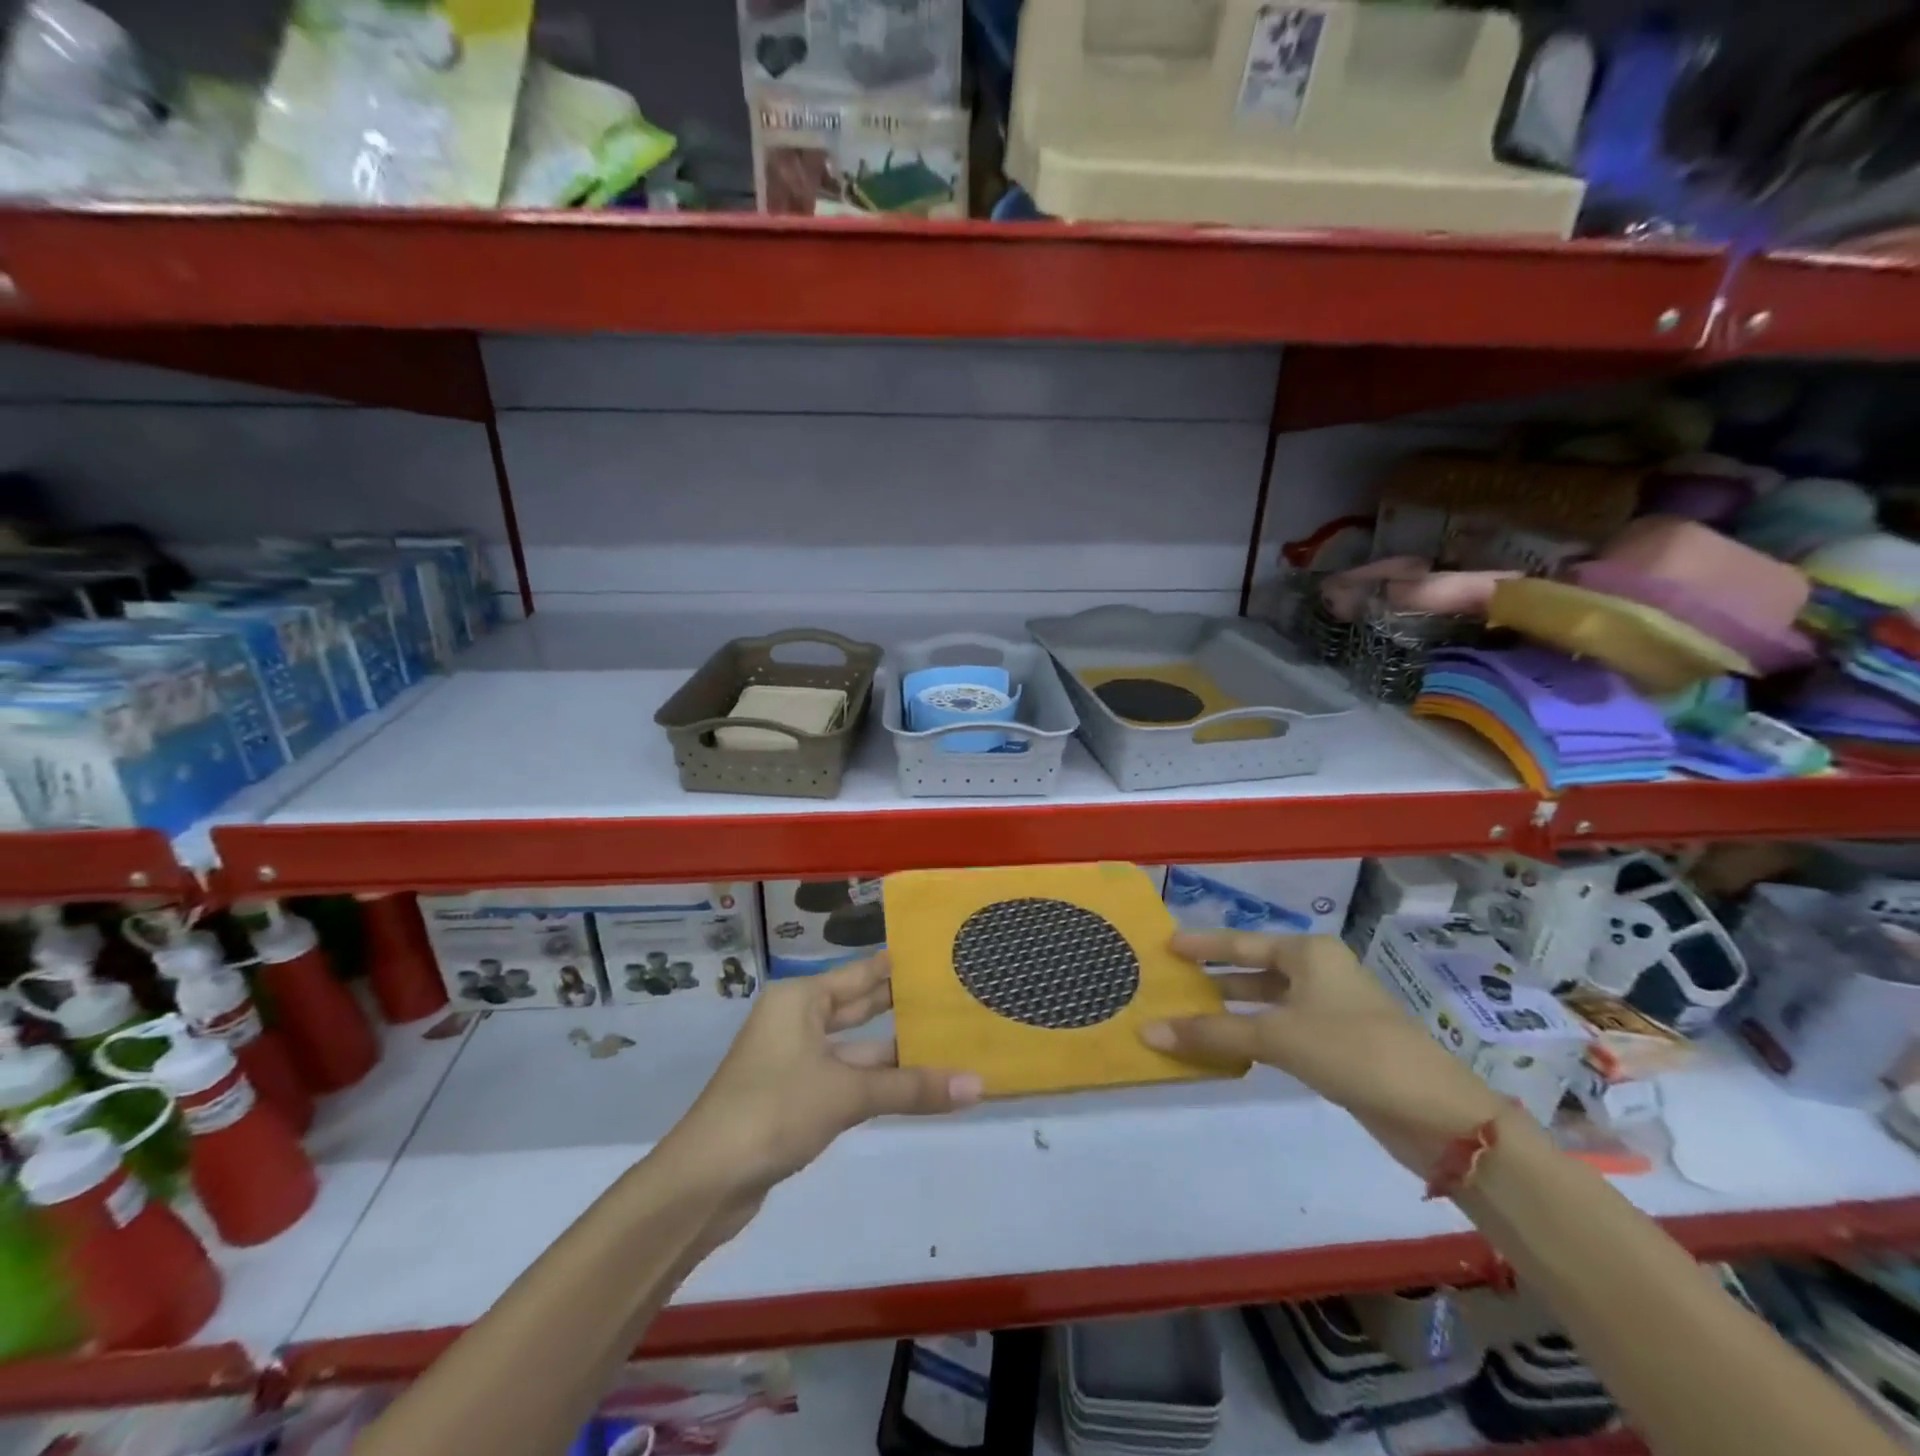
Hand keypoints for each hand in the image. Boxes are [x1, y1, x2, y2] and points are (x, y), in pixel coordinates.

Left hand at [666, 953, 982, 1201]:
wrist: (704, 1182)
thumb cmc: (773, 1111)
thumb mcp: (847, 1094)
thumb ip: (911, 1088)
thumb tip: (978, 1085)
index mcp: (801, 999)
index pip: (862, 972)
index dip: (899, 966)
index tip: (940, 956)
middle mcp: (796, 1020)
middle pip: (858, 1007)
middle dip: (901, 1006)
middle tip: (952, 995)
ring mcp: (793, 1060)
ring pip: (854, 1048)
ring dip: (894, 1053)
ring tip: (946, 1042)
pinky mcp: (794, 1098)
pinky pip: (845, 1078)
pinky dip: (876, 1082)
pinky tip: (912, 1085)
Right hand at [1140, 930, 1505, 1177]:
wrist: (1438, 1113)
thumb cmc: (1353, 1051)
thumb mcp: (1278, 1037)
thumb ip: (1213, 1033)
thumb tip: (1148, 1031)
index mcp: (1309, 953)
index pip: (1242, 942)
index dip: (1203, 944)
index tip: (1167, 945)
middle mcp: (1320, 972)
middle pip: (1255, 969)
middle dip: (1215, 977)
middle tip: (1172, 981)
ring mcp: (1332, 1008)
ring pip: (1269, 1000)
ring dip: (1233, 1009)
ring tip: (1189, 1014)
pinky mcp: (1339, 1043)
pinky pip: (1283, 1027)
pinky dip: (1254, 1033)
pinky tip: (1229, 1046)